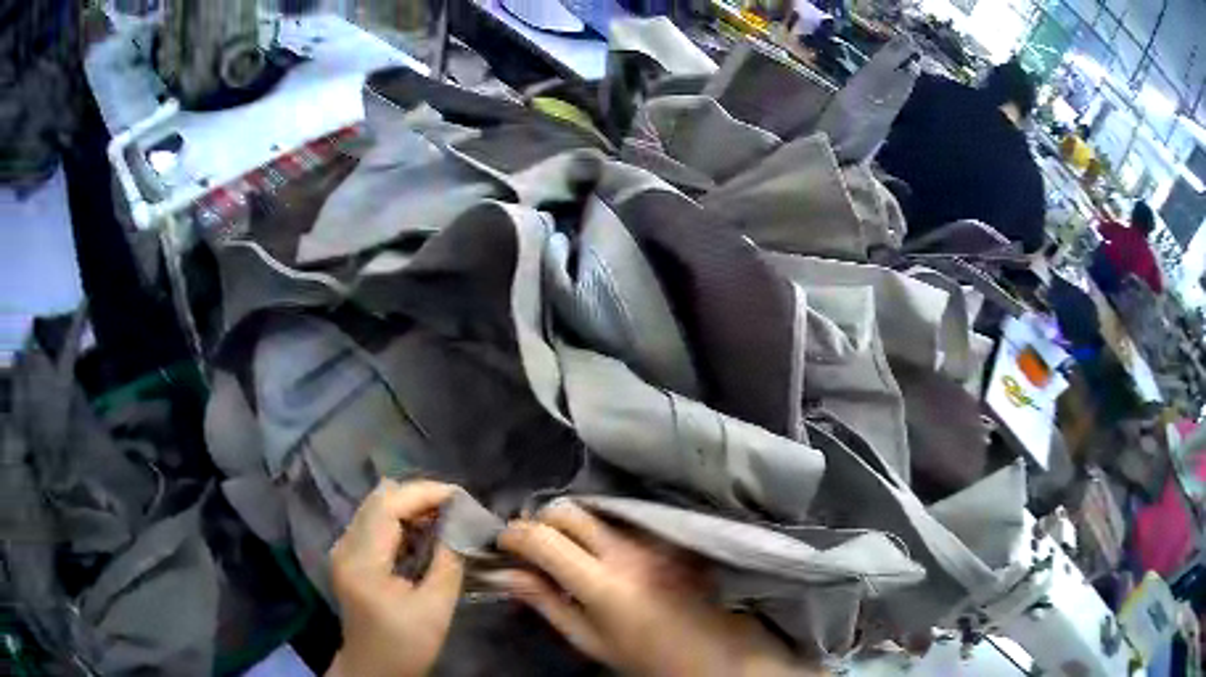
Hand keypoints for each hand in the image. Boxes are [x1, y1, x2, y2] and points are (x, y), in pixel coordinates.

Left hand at [327, 479, 463, 676]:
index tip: (461, 496)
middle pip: (379, 500)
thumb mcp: (435, 608)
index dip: (424, 493)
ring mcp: (343, 549)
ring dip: (410, 507)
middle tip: (456, 507)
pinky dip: (401, 520)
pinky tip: (425, 533)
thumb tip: (460, 523)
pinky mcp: (348, 556)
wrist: (374, 668)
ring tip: (445, 517)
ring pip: (376, 507)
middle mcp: (344, 546)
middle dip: (419, 497)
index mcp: (362, 561)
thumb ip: (448, 561)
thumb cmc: (406, 645)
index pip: (388, 506)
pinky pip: (374, 522)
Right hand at [490, 500, 815, 676]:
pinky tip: (600, 550)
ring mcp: (652, 539)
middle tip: (533, 545)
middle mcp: (628, 551)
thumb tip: (506, 573)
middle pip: (569, 511)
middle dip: (540, 520)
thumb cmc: (642, 654)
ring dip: (570, 522)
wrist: (708, 650)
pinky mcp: (668, 536)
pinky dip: (599, 527)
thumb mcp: (588, 638)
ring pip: (596, 509)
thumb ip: (545, 601)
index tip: (504, 544)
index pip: (545, 539)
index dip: (515, 535)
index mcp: (603, 583)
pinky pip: (623, 518)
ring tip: (565, 548)